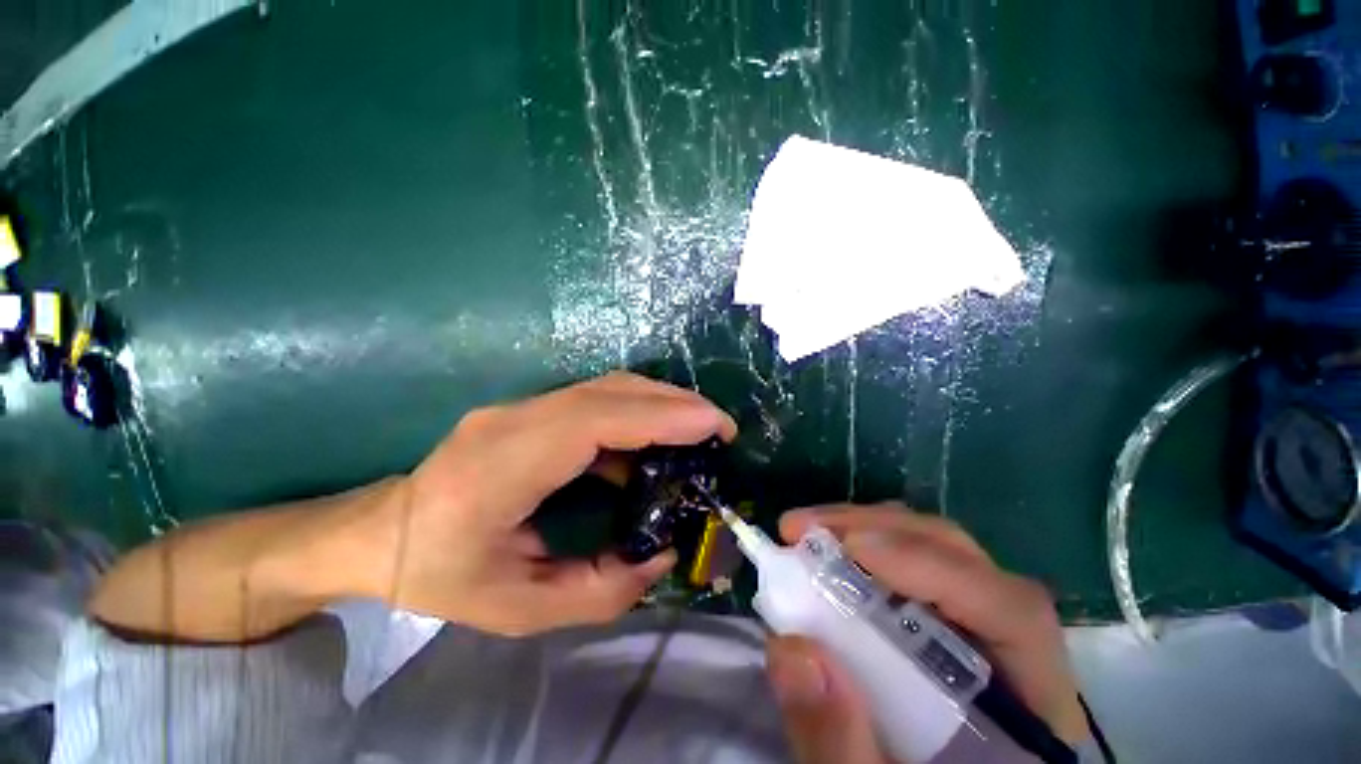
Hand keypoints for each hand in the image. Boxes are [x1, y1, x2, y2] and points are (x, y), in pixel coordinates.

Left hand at [354, 373, 736, 635]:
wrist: (381, 533)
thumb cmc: (441, 574)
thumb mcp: (519, 610)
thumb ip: (601, 591)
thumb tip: (663, 555)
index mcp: (503, 465)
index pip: (596, 419)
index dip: (661, 415)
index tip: (713, 426)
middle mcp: (515, 419)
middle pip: (609, 390)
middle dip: (675, 403)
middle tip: (720, 426)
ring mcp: (521, 407)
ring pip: (607, 387)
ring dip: (660, 403)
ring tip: (698, 430)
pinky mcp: (531, 409)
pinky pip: (596, 401)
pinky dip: (637, 413)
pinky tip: (655, 442)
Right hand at [766, 504, 1087, 762]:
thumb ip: (840, 743)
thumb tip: (791, 649)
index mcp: (1032, 708)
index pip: (1011, 611)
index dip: (932, 566)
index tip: (850, 549)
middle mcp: (1014, 652)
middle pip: (963, 560)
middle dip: (877, 531)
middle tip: (804, 529)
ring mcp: (978, 630)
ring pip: (934, 551)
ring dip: (864, 530)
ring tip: (805, 534)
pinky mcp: (942, 623)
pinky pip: (908, 566)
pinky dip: (863, 549)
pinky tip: (825, 555)